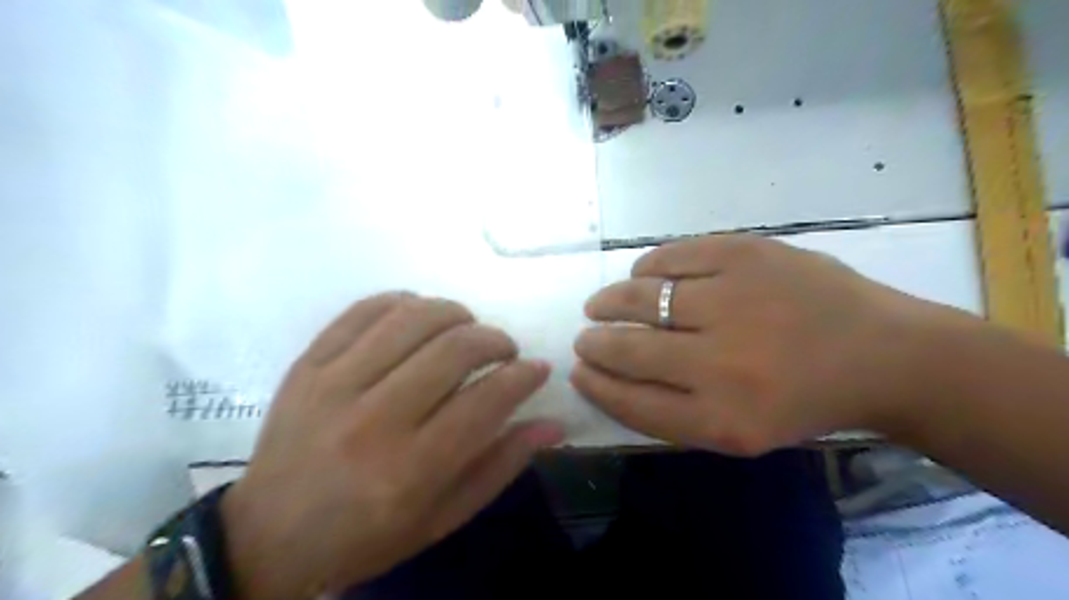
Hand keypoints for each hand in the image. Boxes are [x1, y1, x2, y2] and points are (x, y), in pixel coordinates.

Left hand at [223, 294, 562, 596]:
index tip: (536, 368)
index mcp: (411, 469)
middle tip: (504, 350)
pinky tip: (419, 314)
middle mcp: (373, 420)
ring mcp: (333, 384)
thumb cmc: (366, 535)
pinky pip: (364, 310)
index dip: (523, 376)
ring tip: (466, 328)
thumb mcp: (443, 517)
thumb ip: (501, 465)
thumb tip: (552, 423)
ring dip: (455, 313)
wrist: (268, 536)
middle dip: (495, 339)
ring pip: (411, 318)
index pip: (487, 400)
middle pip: (453, 349)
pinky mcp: (307, 364)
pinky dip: (403, 301)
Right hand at [572, 235, 945, 453]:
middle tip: (584, 337)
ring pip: (640, 297)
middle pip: (628, 348)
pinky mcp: (745, 253)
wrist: (881, 353)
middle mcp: (720, 361)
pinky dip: (645, 267)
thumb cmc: (803, 400)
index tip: (579, 370)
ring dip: (609, 301)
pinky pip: (670, 257)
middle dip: (593, 343)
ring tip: (600, 304)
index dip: (595, 384)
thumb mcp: (737, 431)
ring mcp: (732, 299)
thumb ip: (670, 411)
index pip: (629, 400)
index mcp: (720, 417)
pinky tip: (642, 274)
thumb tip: (608, 375)